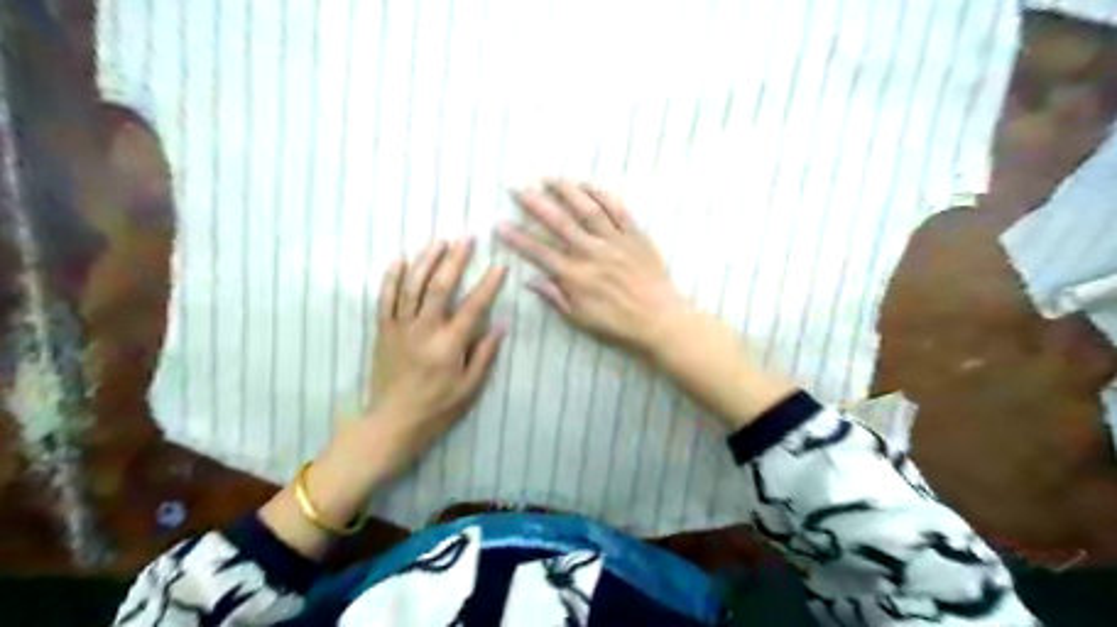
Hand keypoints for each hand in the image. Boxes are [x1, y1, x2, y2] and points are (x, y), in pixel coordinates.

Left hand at [368, 238, 507, 467]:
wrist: (392, 423)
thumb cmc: (437, 408)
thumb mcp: (470, 388)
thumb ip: (485, 354)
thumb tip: (502, 323)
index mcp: (449, 345)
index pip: (473, 307)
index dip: (488, 284)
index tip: (500, 265)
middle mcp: (424, 330)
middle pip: (439, 286)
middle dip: (455, 259)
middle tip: (467, 238)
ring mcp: (400, 328)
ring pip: (412, 286)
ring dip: (426, 260)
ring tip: (439, 241)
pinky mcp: (383, 331)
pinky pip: (385, 299)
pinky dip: (391, 277)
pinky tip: (400, 259)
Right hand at [497, 178, 792, 428]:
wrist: (659, 320)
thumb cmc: (618, 324)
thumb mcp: (580, 319)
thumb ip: (555, 297)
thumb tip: (530, 280)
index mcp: (575, 276)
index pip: (539, 252)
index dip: (517, 238)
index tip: (500, 224)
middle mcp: (591, 252)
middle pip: (558, 222)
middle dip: (534, 204)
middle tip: (517, 188)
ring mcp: (615, 241)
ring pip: (586, 208)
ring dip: (565, 191)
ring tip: (548, 178)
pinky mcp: (635, 235)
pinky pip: (618, 210)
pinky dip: (602, 195)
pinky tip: (587, 186)